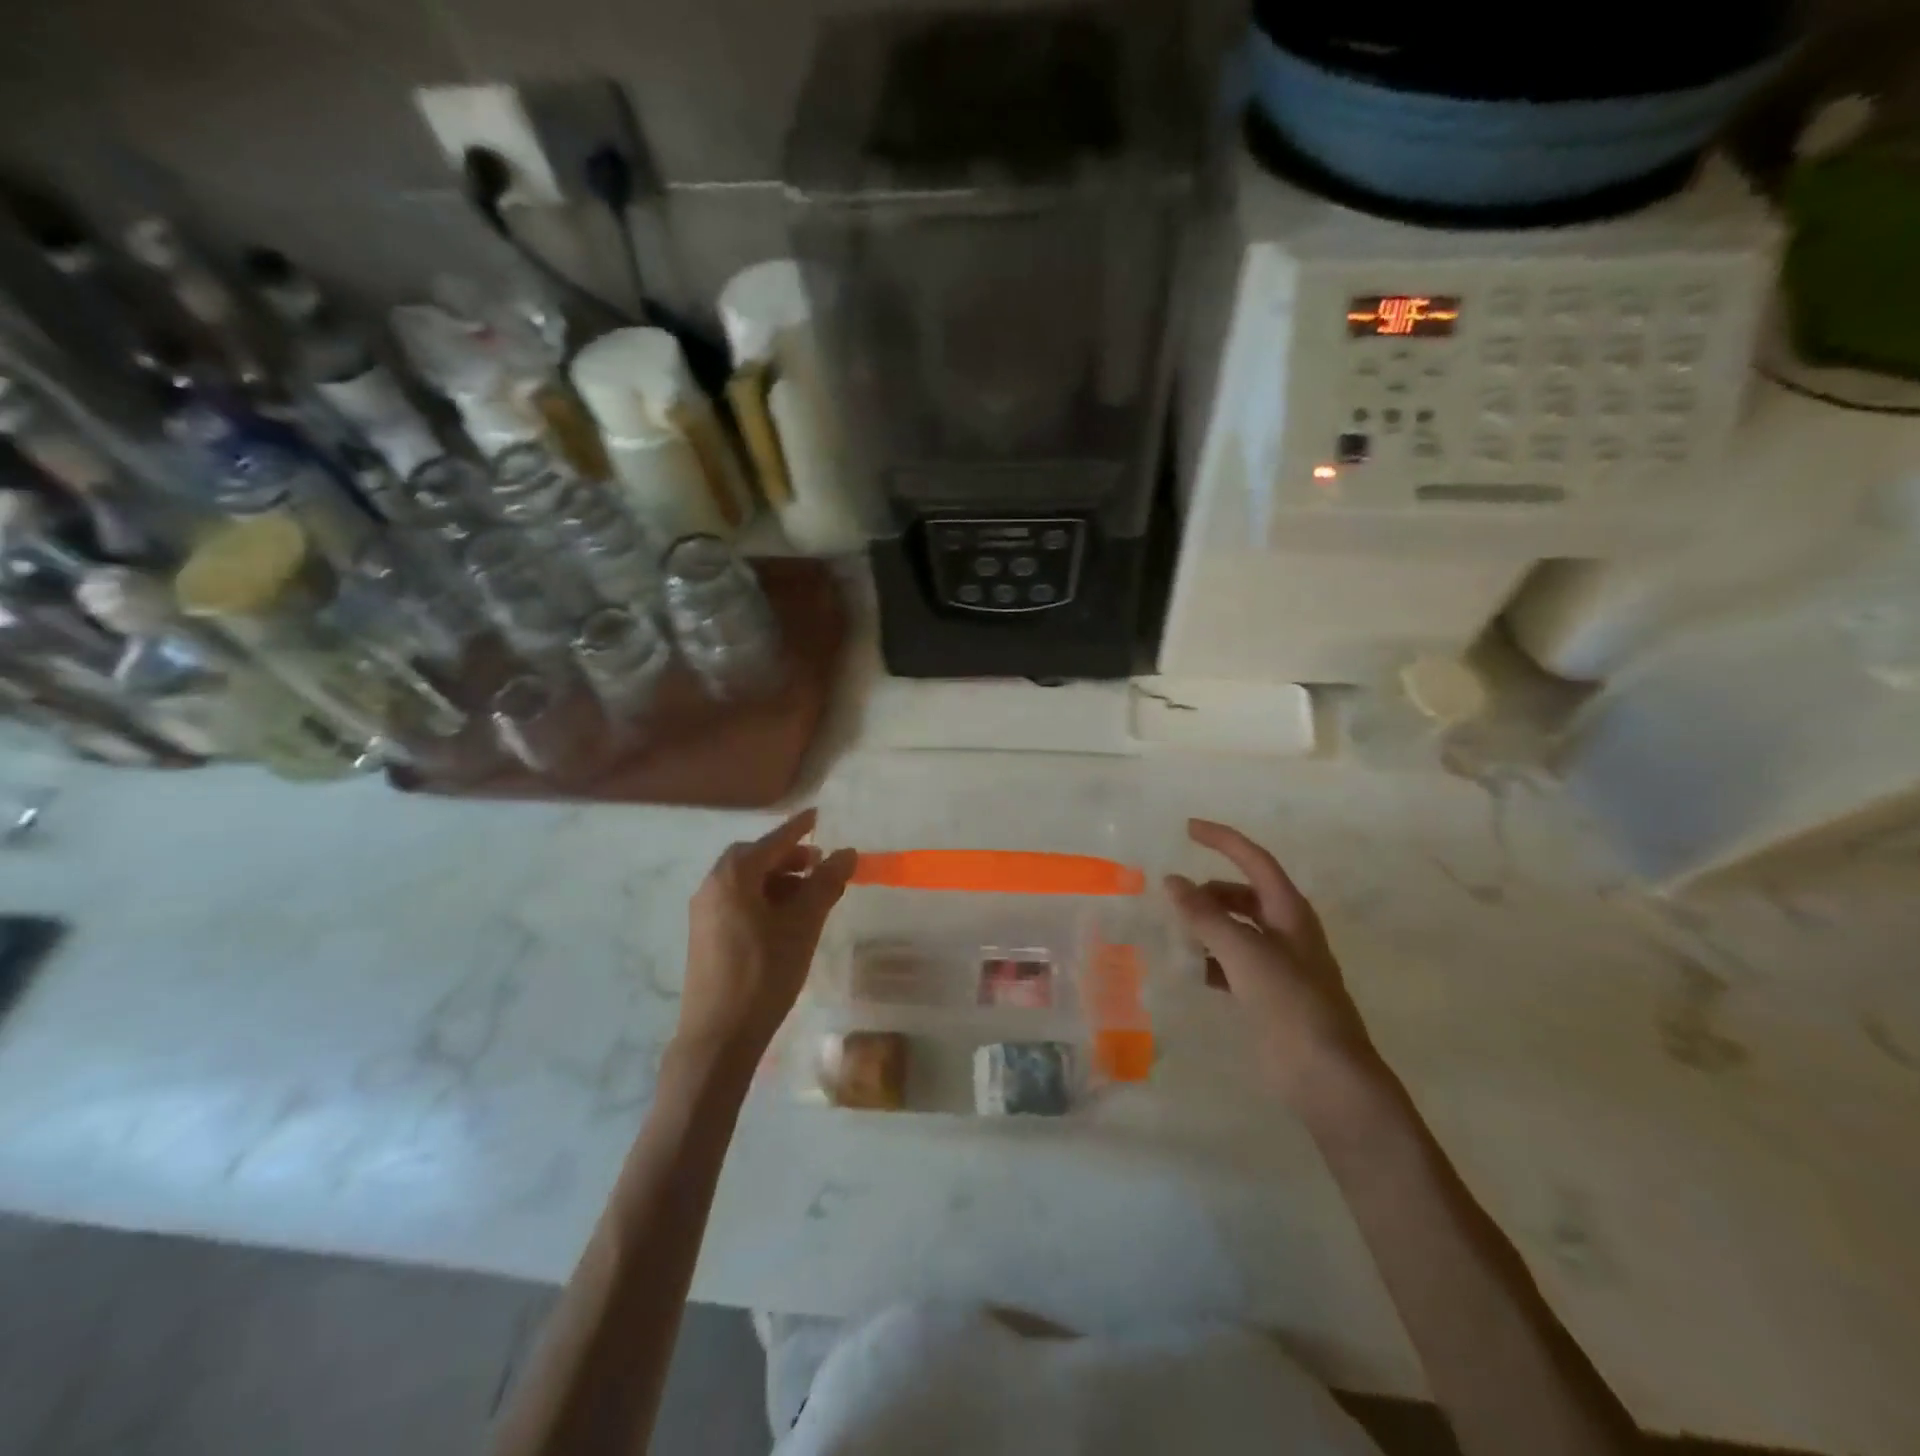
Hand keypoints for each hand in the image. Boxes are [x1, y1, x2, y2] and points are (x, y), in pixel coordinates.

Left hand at [677, 808, 855, 1062]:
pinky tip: (785, 921)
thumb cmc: (765, 973)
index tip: (817, 815)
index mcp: (734, 877)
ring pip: (745, 882)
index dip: (798, 828)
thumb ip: (825, 884)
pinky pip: (737, 901)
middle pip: (754, 858)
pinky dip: (763, 898)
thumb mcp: (803, 925)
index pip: (773, 841)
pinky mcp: (705, 936)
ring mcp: (704, 913)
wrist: (719, 1036)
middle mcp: (712, 886)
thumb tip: (846, 853)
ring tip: (808, 896)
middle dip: (788, 857)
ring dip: (777, 880)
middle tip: (818, 865)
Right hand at [1164, 819, 1376, 1108]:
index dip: (1223, 840)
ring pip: (1236, 929)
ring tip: (1174, 931)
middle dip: (1208, 890)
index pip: (1254, 860)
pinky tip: (1190, 969)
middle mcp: (1286, 931)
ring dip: (1207, 924)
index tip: (1187, 828)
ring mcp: (1279, 965)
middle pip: (1243, 894)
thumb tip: (1171, 880)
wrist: (1327, 1076)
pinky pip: (1232, 962)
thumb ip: (1206, 915)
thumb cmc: (1291, 1003)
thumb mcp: (1245, 952)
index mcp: (1290, 912)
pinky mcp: (1269, 995)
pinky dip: (1210, 959)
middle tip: (1171, 895)